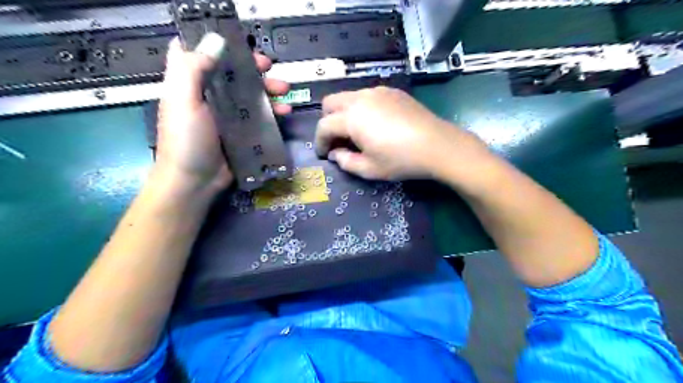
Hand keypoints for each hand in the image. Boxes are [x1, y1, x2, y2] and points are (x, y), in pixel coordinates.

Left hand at [154, 35, 289, 193]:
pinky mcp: (242, 132)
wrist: (195, 182)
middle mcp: (209, 95)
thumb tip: (215, 39)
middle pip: (232, 73)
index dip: (217, 42)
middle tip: (270, 67)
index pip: (200, 53)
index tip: (237, 40)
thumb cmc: (186, 140)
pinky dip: (272, 112)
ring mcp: (227, 115)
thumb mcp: (183, 101)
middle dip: (252, 67)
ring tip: (285, 91)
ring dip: (268, 89)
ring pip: (250, 94)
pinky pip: (259, 116)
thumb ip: (193, 69)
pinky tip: (284, 113)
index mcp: (190, 83)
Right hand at [314, 86, 490, 182]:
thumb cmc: (401, 160)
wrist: (438, 145)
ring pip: (349, 96)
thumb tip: (336, 154)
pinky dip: (362, 108)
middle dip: (327, 121)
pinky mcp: (393, 91)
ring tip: (357, 133)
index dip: (320, 141)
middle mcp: (361, 98)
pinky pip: (367, 96)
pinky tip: (376, 124)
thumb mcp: (369, 169)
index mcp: (352, 118)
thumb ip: (346, 162)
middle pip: (330, 103)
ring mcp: (378, 92)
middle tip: (337, 140)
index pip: (324, 126)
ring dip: (344, 113)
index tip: (324, 154)